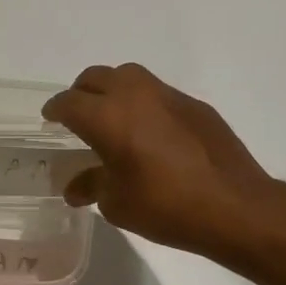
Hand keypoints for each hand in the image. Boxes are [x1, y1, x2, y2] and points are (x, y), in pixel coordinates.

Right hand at [42, 63, 285, 267]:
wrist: (235, 206)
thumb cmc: (166, 207)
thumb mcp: (118, 203)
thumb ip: (92, 186)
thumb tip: (75, 188)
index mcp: (108, 117)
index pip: (69, 103)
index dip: (55, 110)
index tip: (50, 118)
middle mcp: (135, 95)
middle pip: (97, 78)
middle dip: (81, 93)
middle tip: (78, 115)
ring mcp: (169, 96)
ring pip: (129, 77)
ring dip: (113, 91)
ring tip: (113, 118)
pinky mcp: (196, 105)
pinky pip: (158, 93)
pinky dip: (144, 104)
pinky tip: (150, 132)